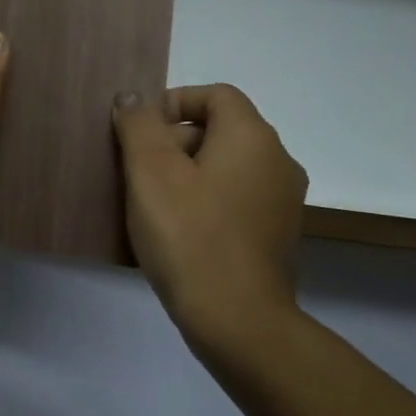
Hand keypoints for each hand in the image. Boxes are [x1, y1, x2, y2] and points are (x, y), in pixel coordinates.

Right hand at [112, 85, 308, 347]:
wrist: (237, 321)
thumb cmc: (189, 235)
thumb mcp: (150, 171)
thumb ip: (139, 124)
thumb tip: (133, 97)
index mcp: (252, 137)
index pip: (215, 95)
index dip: (173, 102)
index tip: (139, 131)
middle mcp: (277, 161)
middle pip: (220, 130)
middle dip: (173, 141)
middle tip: (136, 171)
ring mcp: (281, 202)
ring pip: (225, 167)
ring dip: (185, 173)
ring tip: (149, 203)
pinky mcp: (276, 235)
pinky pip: (234, 199)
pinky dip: (204, 201)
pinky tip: (176, 230)